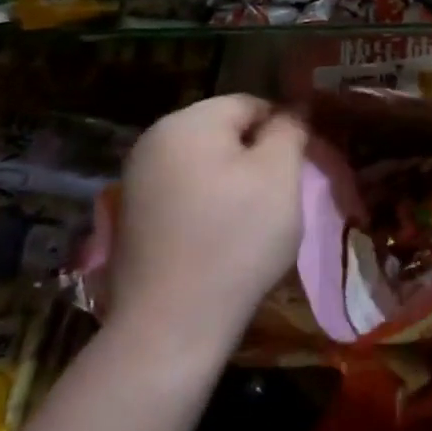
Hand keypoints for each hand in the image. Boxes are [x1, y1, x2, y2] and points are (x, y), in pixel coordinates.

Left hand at [98, 95, 306, 370]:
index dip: (282, 132)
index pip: (250, 104)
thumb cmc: (236, 240)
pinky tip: (220, 240)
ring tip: (252, 223)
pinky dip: (207, 206)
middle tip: (278, 198)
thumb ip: (289, 131)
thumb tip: (291, 111)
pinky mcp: (132, 217)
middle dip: (256, 157)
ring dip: (233, 183)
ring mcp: (136, 180)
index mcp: (187, 122)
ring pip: (205, 164)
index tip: (299, 169)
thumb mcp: (280, 175)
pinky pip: (184, 193)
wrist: (170, 326)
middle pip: (224, 132)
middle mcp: (153, 140)